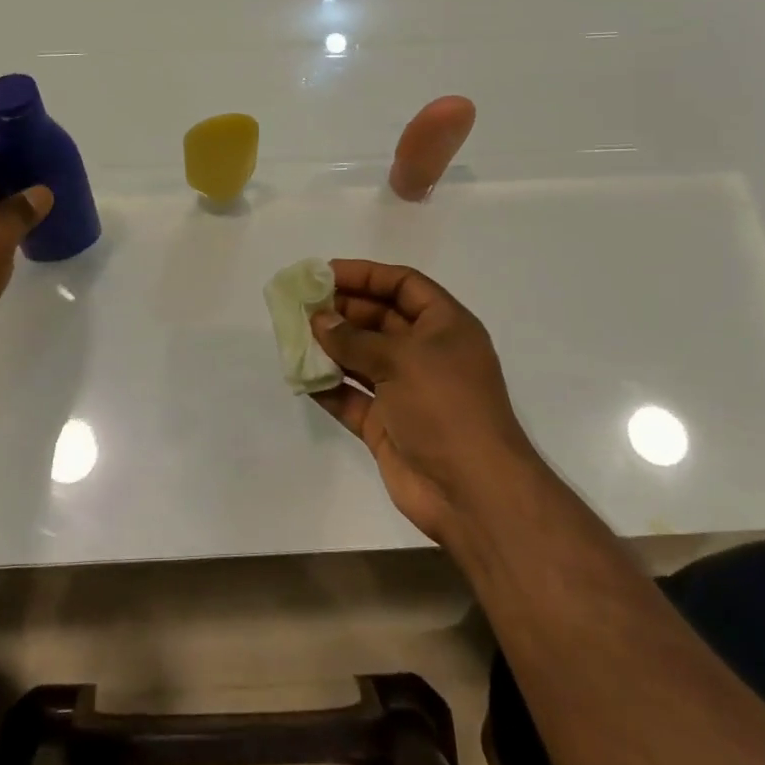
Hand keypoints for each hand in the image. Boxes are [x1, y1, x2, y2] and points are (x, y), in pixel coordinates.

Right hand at [310, 260, 542, 545]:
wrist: (472, 492)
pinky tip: (301, 376)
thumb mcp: (402, 360)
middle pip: (380, 318)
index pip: (403, 285)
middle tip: (302, 304)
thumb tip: (319, 319)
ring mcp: (406, 391)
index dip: (366, 274)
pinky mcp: (387, 424)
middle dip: (342, 309)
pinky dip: (328, 386)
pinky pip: (352, 396)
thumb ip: (355, 338)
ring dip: (331, 346)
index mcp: (445, 327)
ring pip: (362, 357)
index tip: (325, 272)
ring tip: (293, 334)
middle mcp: (426, 354)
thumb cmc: (446, 407)